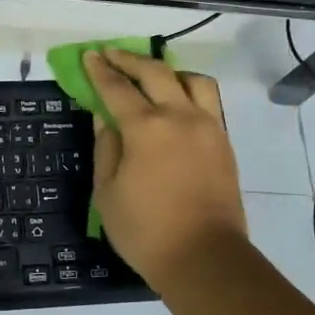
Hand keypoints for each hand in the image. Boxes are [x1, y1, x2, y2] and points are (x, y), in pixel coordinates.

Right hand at [83, 49, 248, 294]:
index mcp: (146, 128)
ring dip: (168, 71)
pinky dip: (190, 92)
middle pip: (154, 72)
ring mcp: (208, 127)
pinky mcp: (224, 143)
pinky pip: (208, 102)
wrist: (206, 260)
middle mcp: (179, 117)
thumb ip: (105, 148)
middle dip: (129, 60)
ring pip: (192, 80)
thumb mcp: (107, 193)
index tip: (90, 55)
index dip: (100, 70)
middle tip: (112, 54)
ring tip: (154, 77)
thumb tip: (105, 118)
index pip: (117, 88)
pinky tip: (178, 104)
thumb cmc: (147, 231)